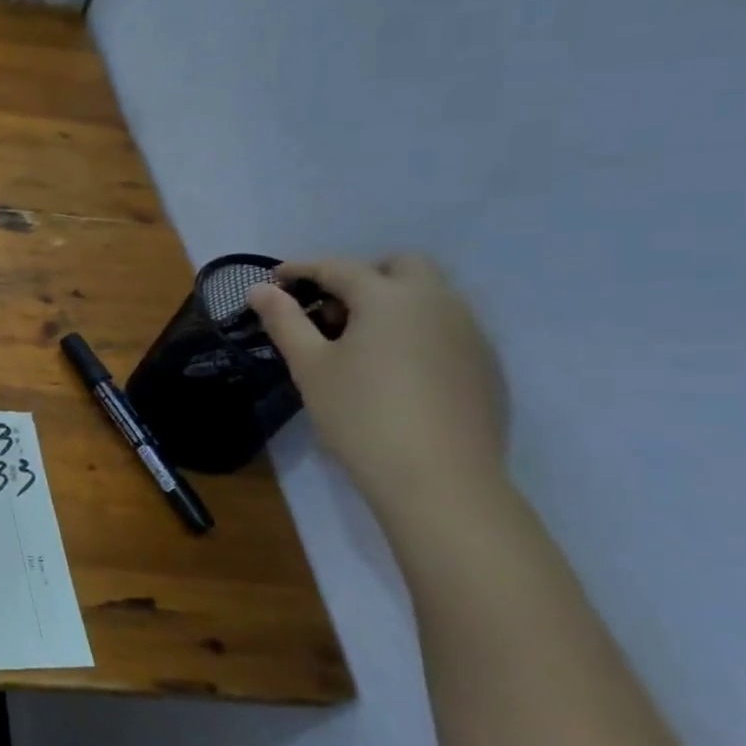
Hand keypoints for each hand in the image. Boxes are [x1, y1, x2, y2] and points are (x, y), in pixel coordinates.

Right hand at [249, 254, 507, 516]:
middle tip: (328, 309)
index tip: (276, 280)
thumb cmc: (360, 415)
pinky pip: (447, 327)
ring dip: (392, 301)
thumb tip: (259, 289)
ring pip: (430, 295)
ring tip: (359, 340)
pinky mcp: (486, 364)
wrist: (440, 480)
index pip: (339, 267)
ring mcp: (470, 332)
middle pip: (401, 266)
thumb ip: (283, 320)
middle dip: (361, 275)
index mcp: (389, 297)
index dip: (302, 269)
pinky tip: (394, 368)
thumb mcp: (309, 366)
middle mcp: (438, 302)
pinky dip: (416, 329)